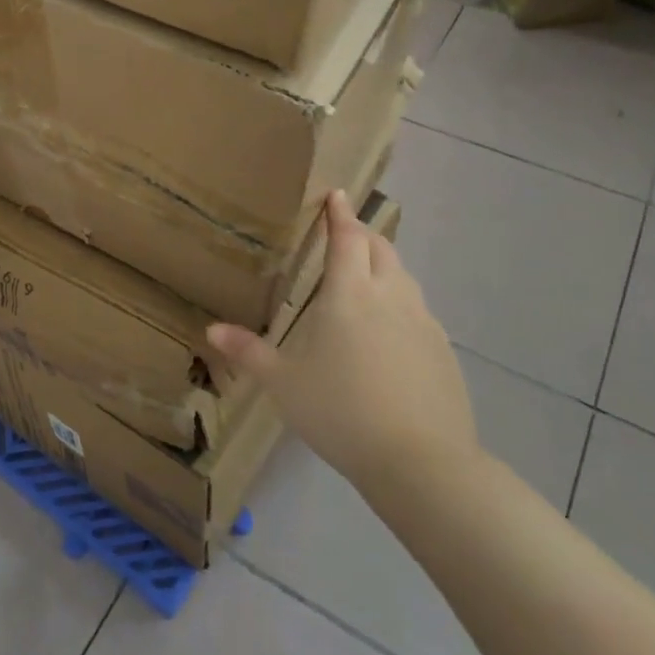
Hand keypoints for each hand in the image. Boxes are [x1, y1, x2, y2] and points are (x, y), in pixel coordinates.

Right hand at [207, 191, 477, 492]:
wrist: (420, 460)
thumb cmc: (341, 413)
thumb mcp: (284, 384)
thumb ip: (249, 352)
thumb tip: (213, 329)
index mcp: (349, 295)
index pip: (347, 238)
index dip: (340, 214)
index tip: (337, 194)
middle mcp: (390, 296)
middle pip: (380, 248)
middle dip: (363, 234)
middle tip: (345, 235)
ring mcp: (423, 322)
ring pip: (404, 277)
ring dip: (384, 266)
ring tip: (366, 279)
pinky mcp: (442, 349)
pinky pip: (419, 311)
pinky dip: (401, 303)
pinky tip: (390, 333)